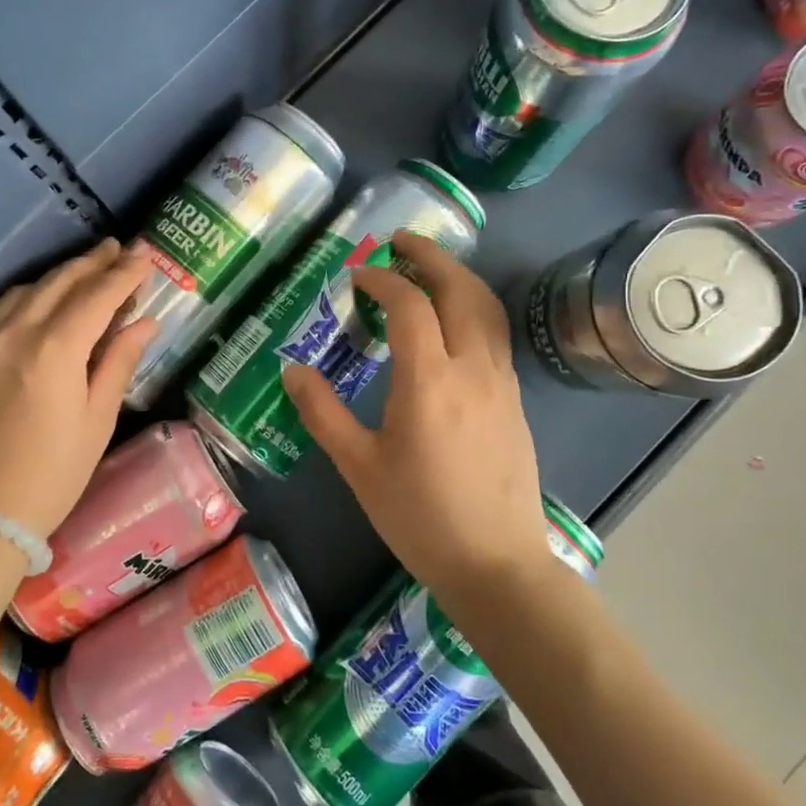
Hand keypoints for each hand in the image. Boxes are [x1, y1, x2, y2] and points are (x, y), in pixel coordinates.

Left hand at [0, 239, 156, 537]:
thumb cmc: (52, 473)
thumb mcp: (97, 420)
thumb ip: (118, 362)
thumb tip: (143, 323)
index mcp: (54, 349)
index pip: (97, 295)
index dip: (125, 273)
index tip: (145, 254)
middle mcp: (14, 334)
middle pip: (58, 283)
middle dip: (92, 263)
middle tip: (118, 249)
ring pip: (23, 293)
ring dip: (58, 277)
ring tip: (83, 272)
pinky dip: (27, 301)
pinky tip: (40, 308)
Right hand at [281, 230, 549, 596]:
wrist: (496, 564)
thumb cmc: (420, 517)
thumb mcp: (359, 466)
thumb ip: (323, 412)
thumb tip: (292, 369)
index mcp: (430, 381)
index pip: (410, 304)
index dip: (382, 280)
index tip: (356, 276)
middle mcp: (473, 368)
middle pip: (460, 289)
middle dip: (430, 256)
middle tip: (399, 241)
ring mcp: (501, 381)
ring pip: (486, 307)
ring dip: (457, 277)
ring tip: (427, 267)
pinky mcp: (514, 398)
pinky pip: (495, 332)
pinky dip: (472, 306)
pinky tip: (451, 320)